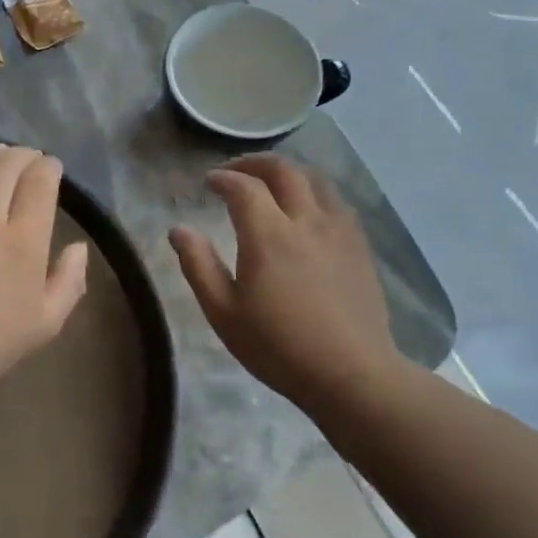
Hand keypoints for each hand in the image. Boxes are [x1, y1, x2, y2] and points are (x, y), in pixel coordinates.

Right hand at [169, 155, 405, 417]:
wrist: (351, 374)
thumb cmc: (278, 346)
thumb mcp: (223, 312)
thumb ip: (198, 265)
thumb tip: (178, 230)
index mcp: (269, 235)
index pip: (243, 187)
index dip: (223, 178)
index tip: (208, 182)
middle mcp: (307, 221)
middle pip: (284, 170)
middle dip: (255, 163)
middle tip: (236, 173)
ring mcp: (339, 231)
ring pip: (317, 180)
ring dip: (289, 173)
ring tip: (271, 185)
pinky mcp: (360, 246)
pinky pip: (337, 202)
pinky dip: (314, 193)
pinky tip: (307, 212)